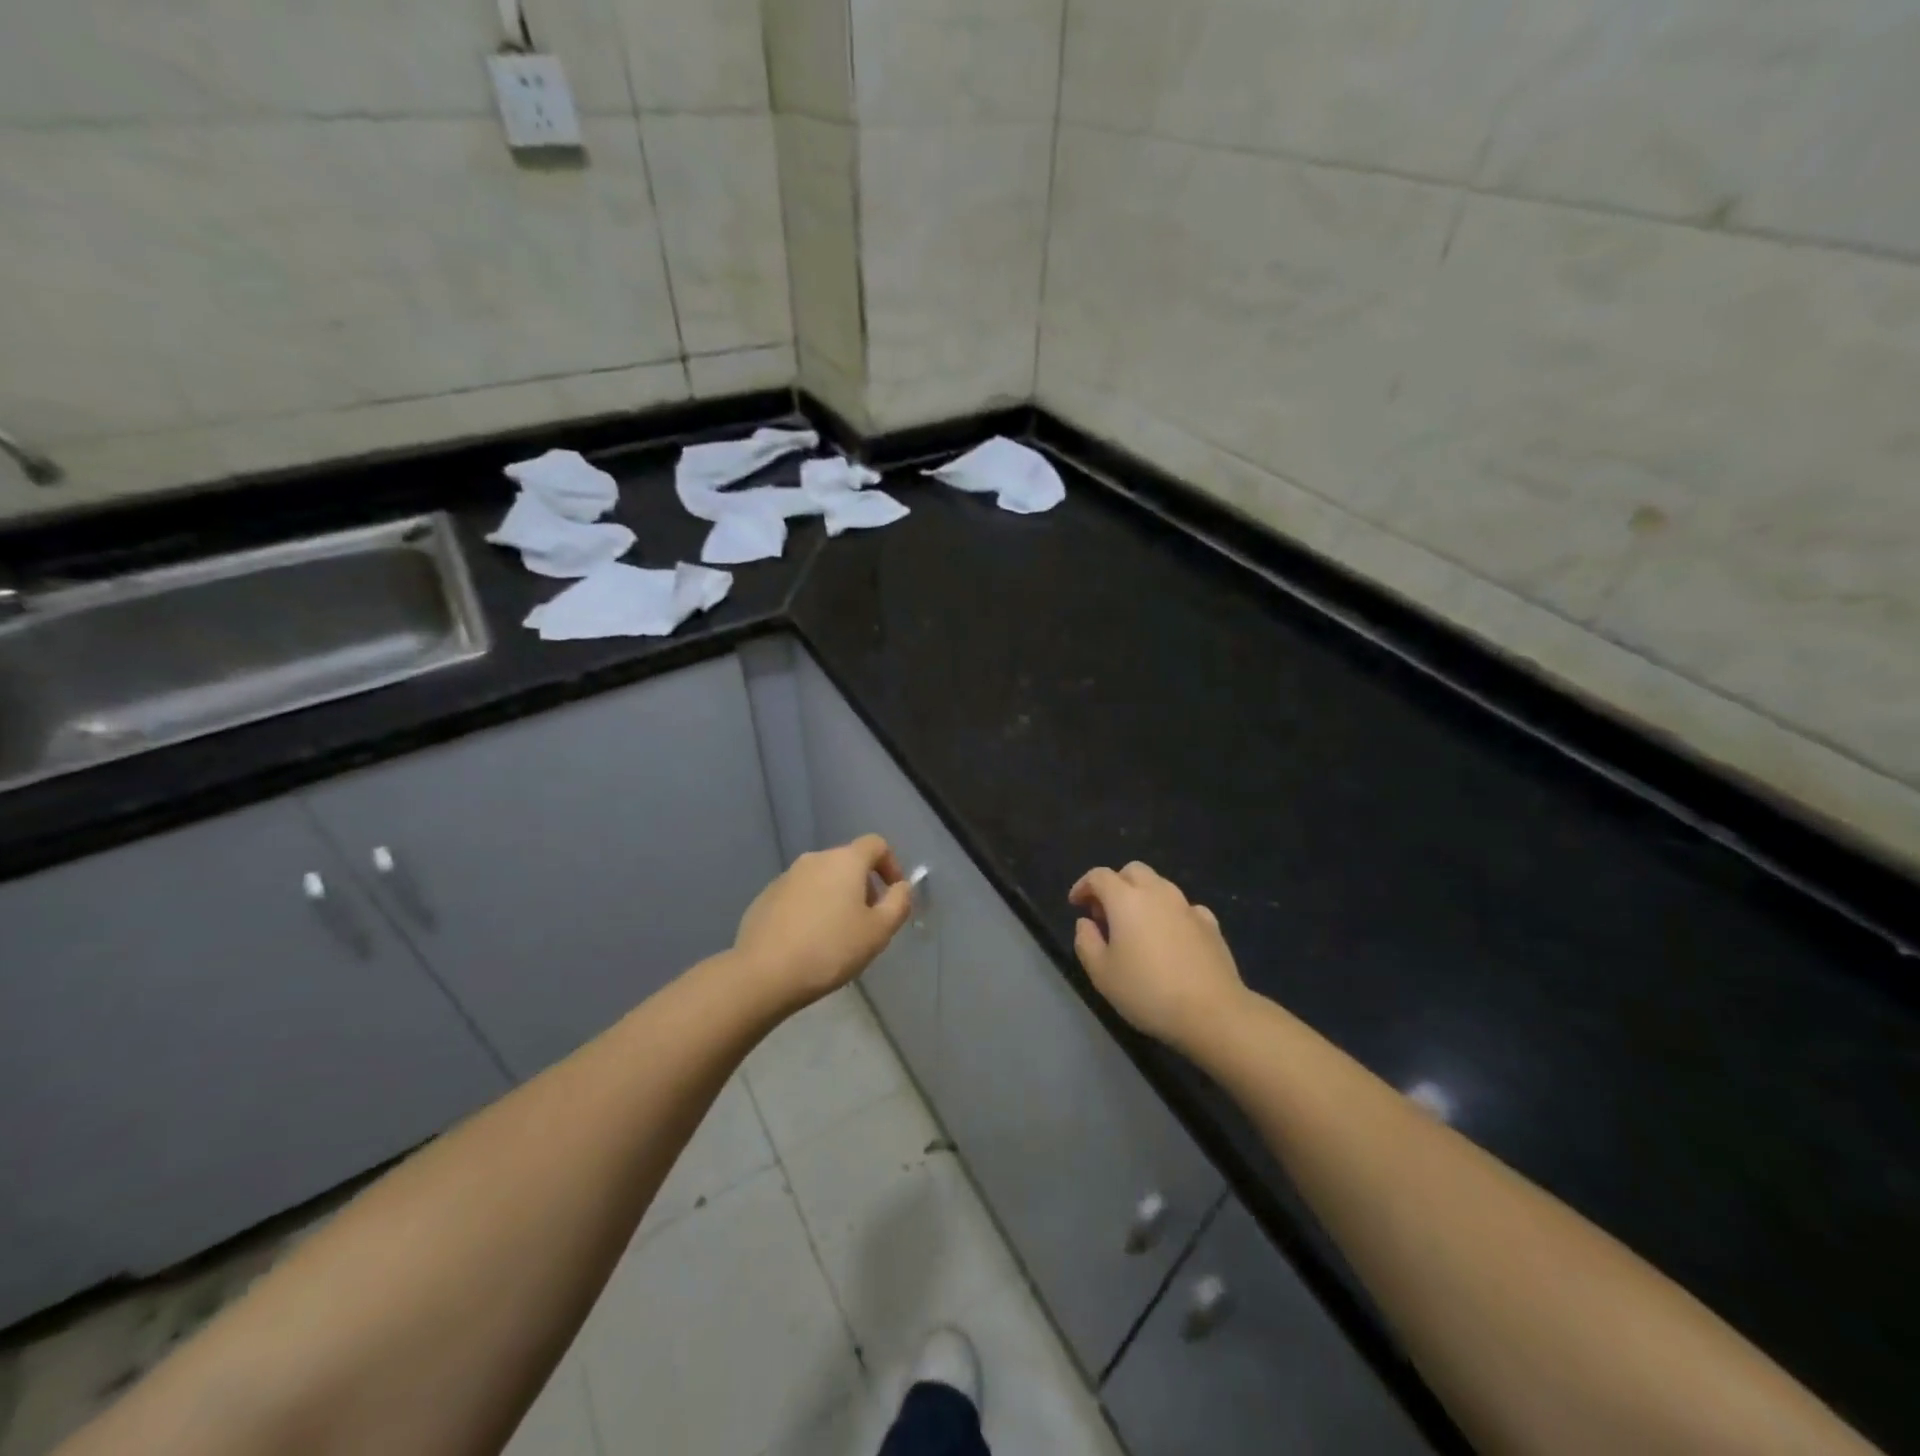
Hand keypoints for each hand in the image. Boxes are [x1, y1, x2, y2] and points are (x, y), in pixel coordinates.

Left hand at [733, 835, 913, 1012]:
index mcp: (844, 861)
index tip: (893, 895)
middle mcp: (814, 859)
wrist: (764, 973)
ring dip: (836, 898)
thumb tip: (901, 887)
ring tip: (837, 936)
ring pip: (822, 879)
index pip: (876, 845)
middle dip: (864, 887)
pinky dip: (811, 909)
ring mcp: (786, 877)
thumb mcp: (879, 931)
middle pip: (848, 862)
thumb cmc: (831, 949)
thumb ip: (899, 903)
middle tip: (867, 922)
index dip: (891, 865)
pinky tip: (808, 941)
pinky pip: (799, 896)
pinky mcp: (765, 897)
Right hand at [1069, 861, 1246, 1051]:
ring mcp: (1187, 906)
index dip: (1083, 886)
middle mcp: (1157, 892)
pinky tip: (1169, 937)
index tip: (1076, 904)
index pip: (1099, 876)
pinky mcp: (1210, 923)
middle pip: (1132, 871)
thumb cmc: (1147, 991)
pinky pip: (1183, 907)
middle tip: (1106, 913)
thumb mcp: (1101, 973)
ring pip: (1160, 885)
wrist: (1212, 1012)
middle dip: (1115, 884)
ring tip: (1136, 927)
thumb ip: (1086, 941)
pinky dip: (1169, 914)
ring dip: (1142, 896)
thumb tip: (1086, 923)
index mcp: (1126, 899)